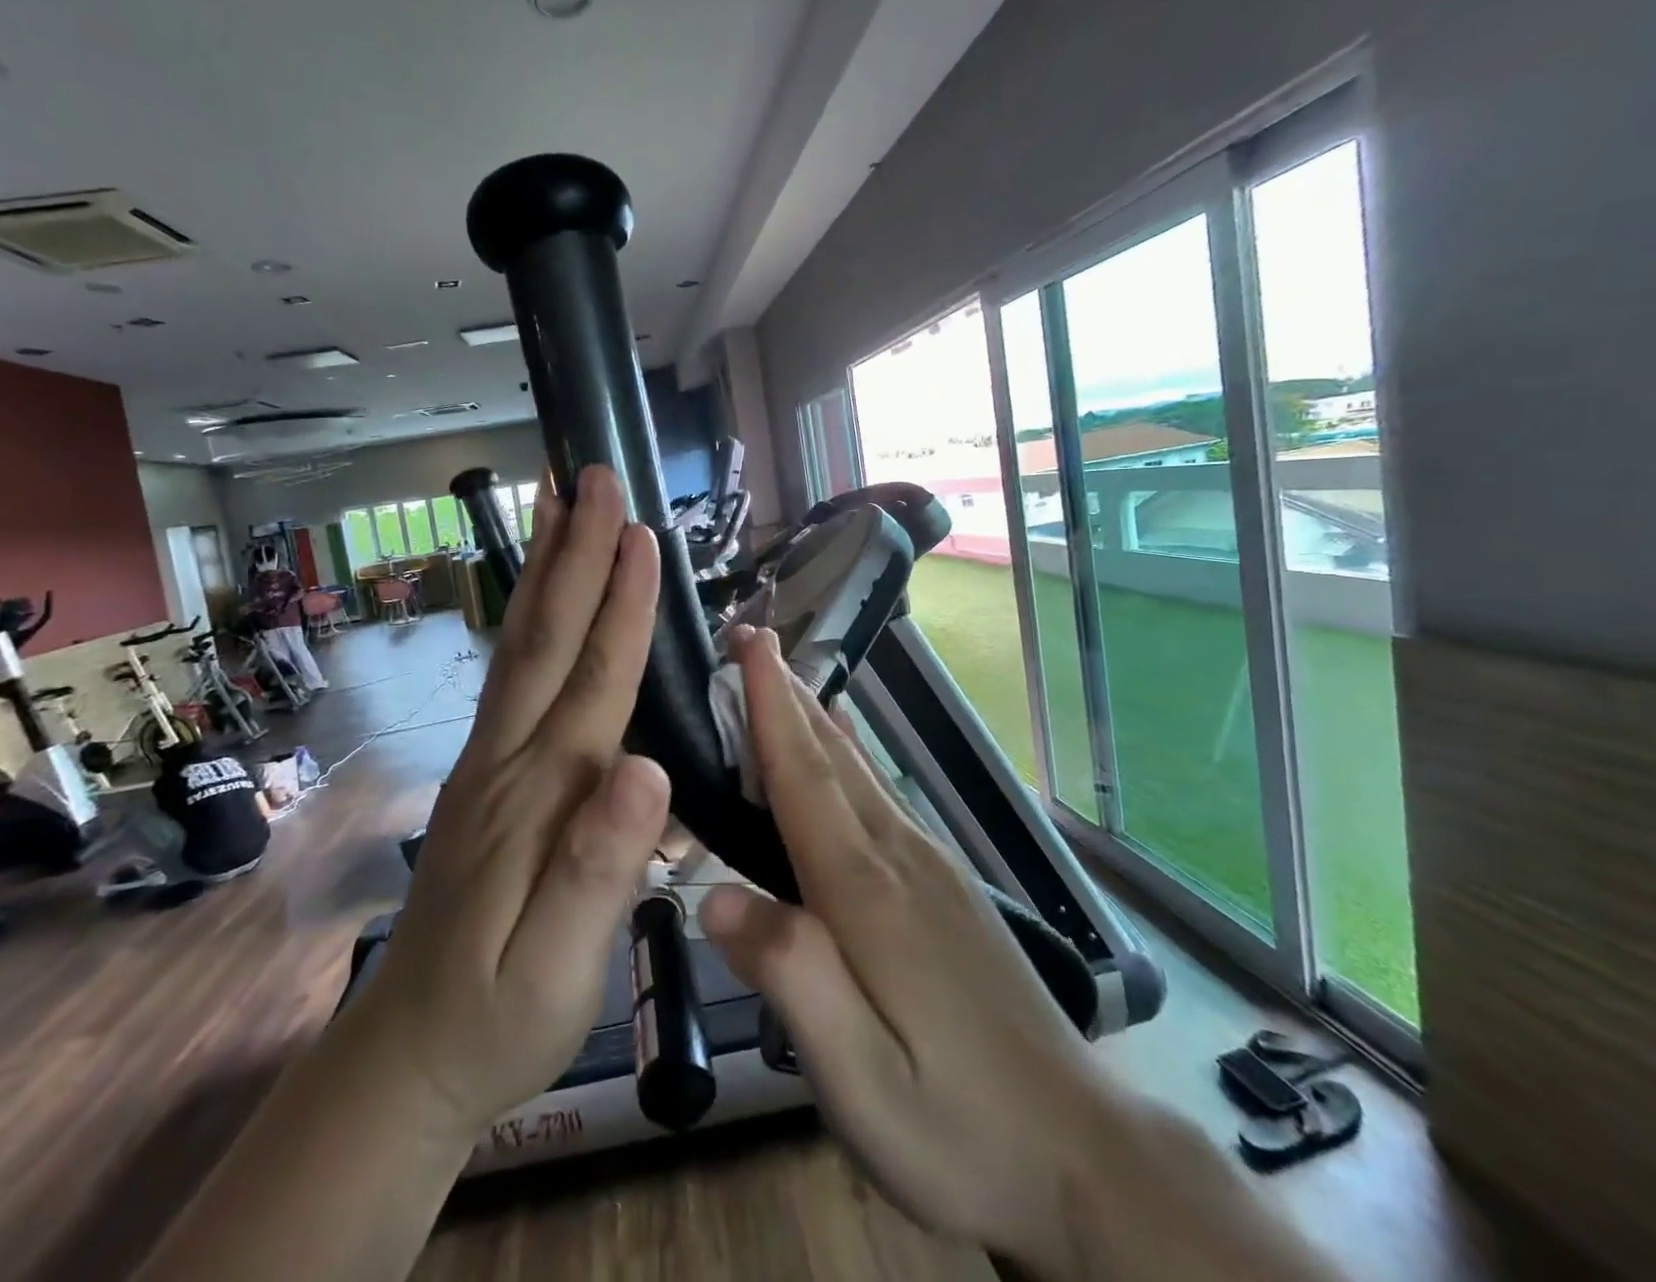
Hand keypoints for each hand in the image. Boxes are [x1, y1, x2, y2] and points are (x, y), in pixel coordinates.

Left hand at [340, 466, 670, 1148]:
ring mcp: (490, 760)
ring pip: (521, 645)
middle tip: (590, 474)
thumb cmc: (500, 1016)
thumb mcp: (559, 967)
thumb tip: (649, 768)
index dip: (621, 605)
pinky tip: (539, 593)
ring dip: (544, 567)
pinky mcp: (485, 772)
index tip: (640, 532)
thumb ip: (601, 868)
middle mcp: (511, 757)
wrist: (410, 1054)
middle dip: (575, 551)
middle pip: (547, 638)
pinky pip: (512, 674)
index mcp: (544, 794)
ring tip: (554, 500)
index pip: (593, 680)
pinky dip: (530, 616)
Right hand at [699, 626, 1107, 1276]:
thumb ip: (790, 978)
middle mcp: (901, 858)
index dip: (770, 710)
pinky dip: (846, 758)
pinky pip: (880, 797)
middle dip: (787, 696)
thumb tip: (713, 896)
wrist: (1084, 1157)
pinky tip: (840, 754)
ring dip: (814, 719)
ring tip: (782, 679)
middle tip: (753, 640)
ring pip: (860, 772)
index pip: (806, 780)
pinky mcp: (947, 888)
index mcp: (869, 894)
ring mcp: (932, 868)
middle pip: (833, 759)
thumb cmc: (959, 1127)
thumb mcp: (860, 1080)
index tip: (750, 646)